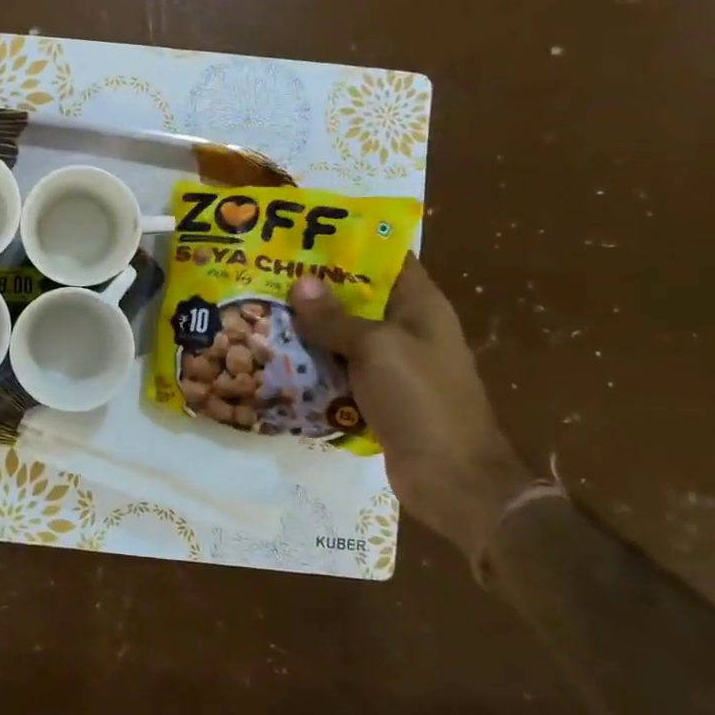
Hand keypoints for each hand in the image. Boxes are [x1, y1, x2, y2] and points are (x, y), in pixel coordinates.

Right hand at [291, 257, 531, 562]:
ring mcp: (394, 365)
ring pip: (345, 336)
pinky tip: (278, 358)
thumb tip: (301, 282)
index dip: (349, 245)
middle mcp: (408, 329)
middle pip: (359, 298)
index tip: (304, 235)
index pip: (386, 260)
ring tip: (262, 310)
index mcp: (420, 306)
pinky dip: (315, 364)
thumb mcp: (375, 348)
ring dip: (310, 329)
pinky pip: (341, 370)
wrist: (452, 478)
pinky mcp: (379, 396)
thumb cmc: (420, 399)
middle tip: (269, 273)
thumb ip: (335, 317)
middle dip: (317, 288)